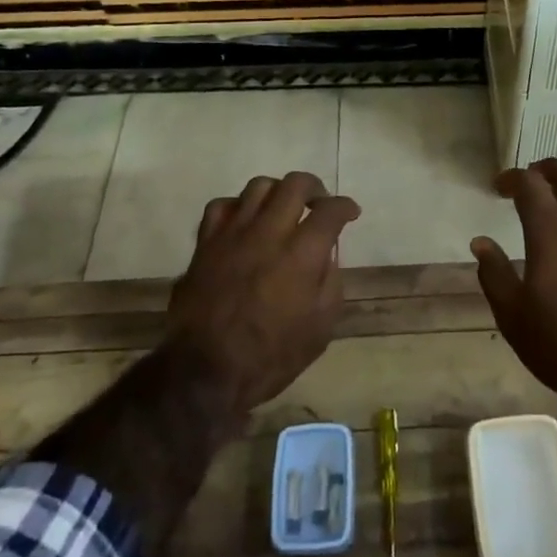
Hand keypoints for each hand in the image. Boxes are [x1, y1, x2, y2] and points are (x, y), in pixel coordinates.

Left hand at [166, 171, 360, 419]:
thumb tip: (327, 255)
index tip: (350, 213)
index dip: (345, 207)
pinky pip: (222, 205)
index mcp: (302, 254)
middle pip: (296, 184)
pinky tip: (244, 222)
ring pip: (259, 186)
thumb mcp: (320, 329)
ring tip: (282, 208)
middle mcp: (269, 232)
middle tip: (319, 203)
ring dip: (278, 192)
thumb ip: (330, 284)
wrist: (205, 371)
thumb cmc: (270, 357)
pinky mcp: (206, 242)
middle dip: (315, 188)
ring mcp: (233, 233)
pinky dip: (239, 207)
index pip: (330, 211)